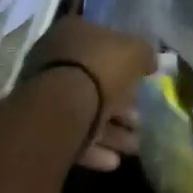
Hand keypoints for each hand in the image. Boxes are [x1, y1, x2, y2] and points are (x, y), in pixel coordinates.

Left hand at [26, 17, 156, 170]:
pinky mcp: (43, 125)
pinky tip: (113, 160)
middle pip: (96, 81)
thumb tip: (149, 61)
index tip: (143, 81)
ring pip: (86, 110)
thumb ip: (144, 54)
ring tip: (134, 145)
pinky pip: (74, 134)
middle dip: (121, 104)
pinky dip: (95, 147)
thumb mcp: (135, 51)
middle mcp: (54, 58)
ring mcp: (46, 93)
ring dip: (113, 131)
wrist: (62, 107)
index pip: (103, 42)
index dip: (126, 62)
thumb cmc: (101, 68)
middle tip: (140, 120)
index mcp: (73, 32)